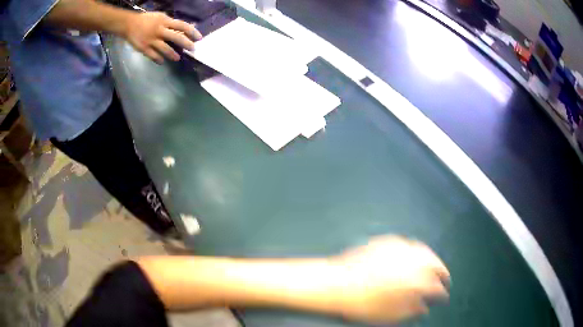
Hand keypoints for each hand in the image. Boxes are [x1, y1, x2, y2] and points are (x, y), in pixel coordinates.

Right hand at [123, 12, 201, 63]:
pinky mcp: (144, 48)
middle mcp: (160, 30)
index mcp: (165, 21)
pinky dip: (159, 59)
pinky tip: (162, 61)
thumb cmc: (146, 19)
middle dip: (186, 44)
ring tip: (177, 58)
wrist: (129, 24)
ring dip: (173, 54)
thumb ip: (170, 23)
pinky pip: (153, 56)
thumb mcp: (160, 17)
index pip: (182, 25)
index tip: (199, 37)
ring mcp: (151, 40)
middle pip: (177, 37)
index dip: (192, 31)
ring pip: (166, 49)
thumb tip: (183, 28)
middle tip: (192, 49)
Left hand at [331, 236, 449, 323]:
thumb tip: (424, 309)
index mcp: (416, 281)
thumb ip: (412, 311)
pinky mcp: (387, 241)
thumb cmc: (362, 305)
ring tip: (433, 267)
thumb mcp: (390, 315)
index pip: (437, 287)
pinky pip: (408, 245)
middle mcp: (412, 261)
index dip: (442, 293)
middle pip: (435, 264)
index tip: (443, 296)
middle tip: (444, 279)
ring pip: (425, 251)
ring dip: (431, 260)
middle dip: (442, 272)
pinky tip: (413, 257)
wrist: (335, 285)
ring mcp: (399, 248)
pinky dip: (415, 251)